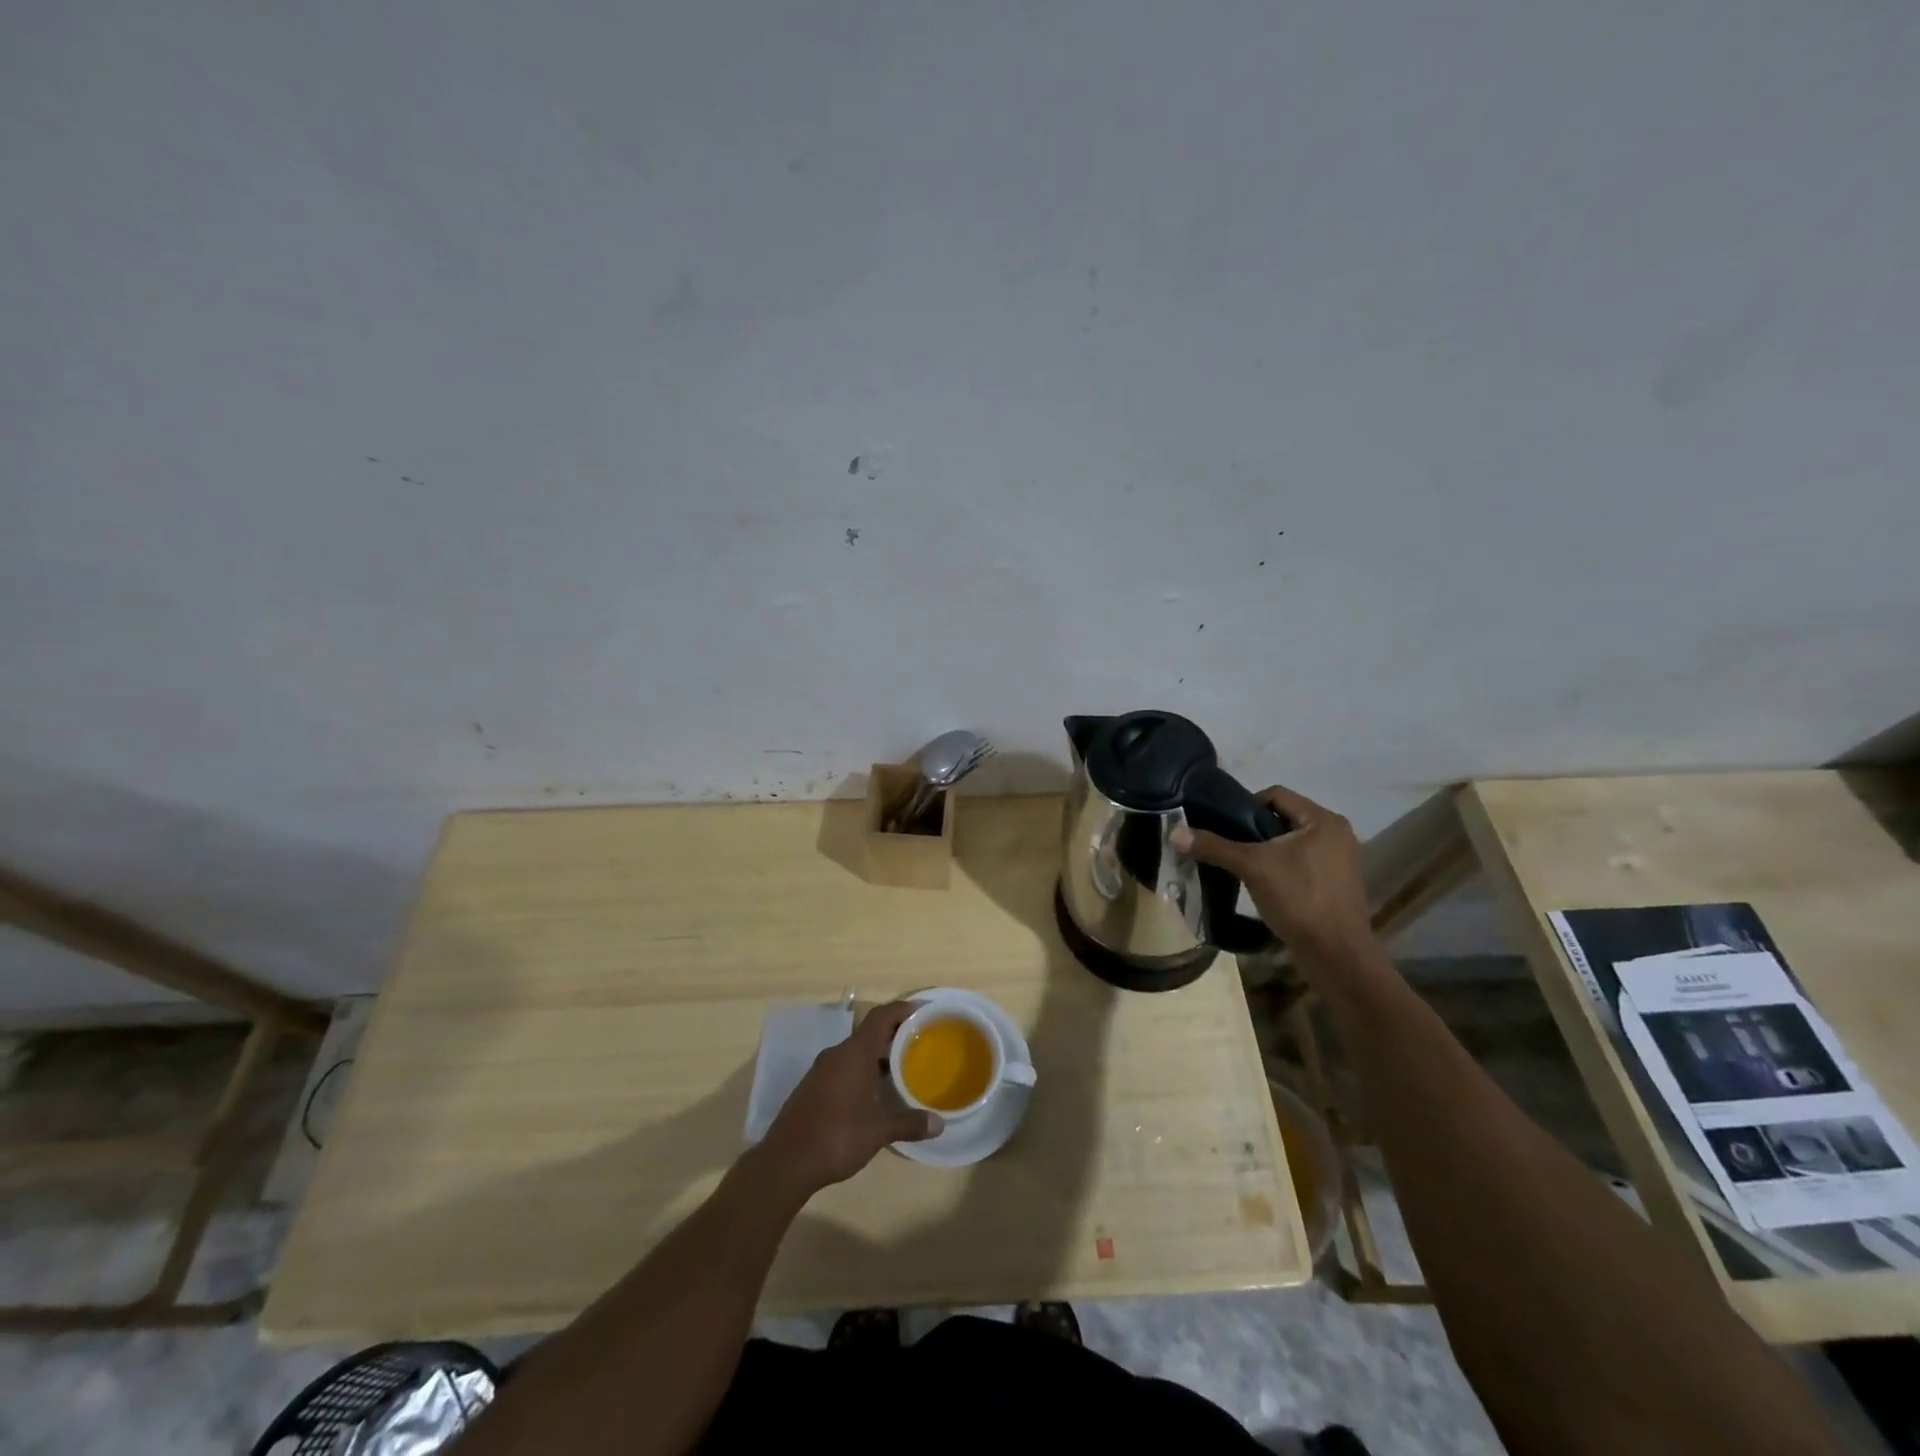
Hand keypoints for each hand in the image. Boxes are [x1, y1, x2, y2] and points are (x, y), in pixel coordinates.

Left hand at [757, 1000, 941, 1198]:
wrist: (785, 1162)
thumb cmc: (837, 1137)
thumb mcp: (878, 1131)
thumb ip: (909, 1123)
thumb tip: (939, 1124)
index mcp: (854, 1053)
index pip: (881, 1017)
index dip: (902, 1009)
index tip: (922, 1010)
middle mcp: (837, 1054)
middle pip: (869, 1032)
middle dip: (893, 1035)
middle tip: (918, 1043)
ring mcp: (821, 1070)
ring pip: (855, 1051)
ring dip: (877, 1055)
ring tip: (900, 1068)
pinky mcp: (812, 1086)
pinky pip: (843, 1067)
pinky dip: (861, 1070)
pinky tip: (873, 1092)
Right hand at [1171, 784, 1371, 952]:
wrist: (1336, 956)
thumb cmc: (1299, 899)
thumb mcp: (1252, 867)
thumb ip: (1215, 846)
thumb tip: (1174, 832)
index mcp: (1323, 820)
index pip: (1276, 795)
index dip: (1244, 806)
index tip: (1224, 826)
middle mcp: (1336, 834)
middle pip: (1282, 819)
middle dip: (1253, 831)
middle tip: (1229, 848)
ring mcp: (1340, 861)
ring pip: (1290, 844)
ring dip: (1265, 852)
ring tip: (1241, 868)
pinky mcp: (1336, 885)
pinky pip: (1301, 864)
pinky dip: (1280, 869)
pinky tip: (1262, 886)